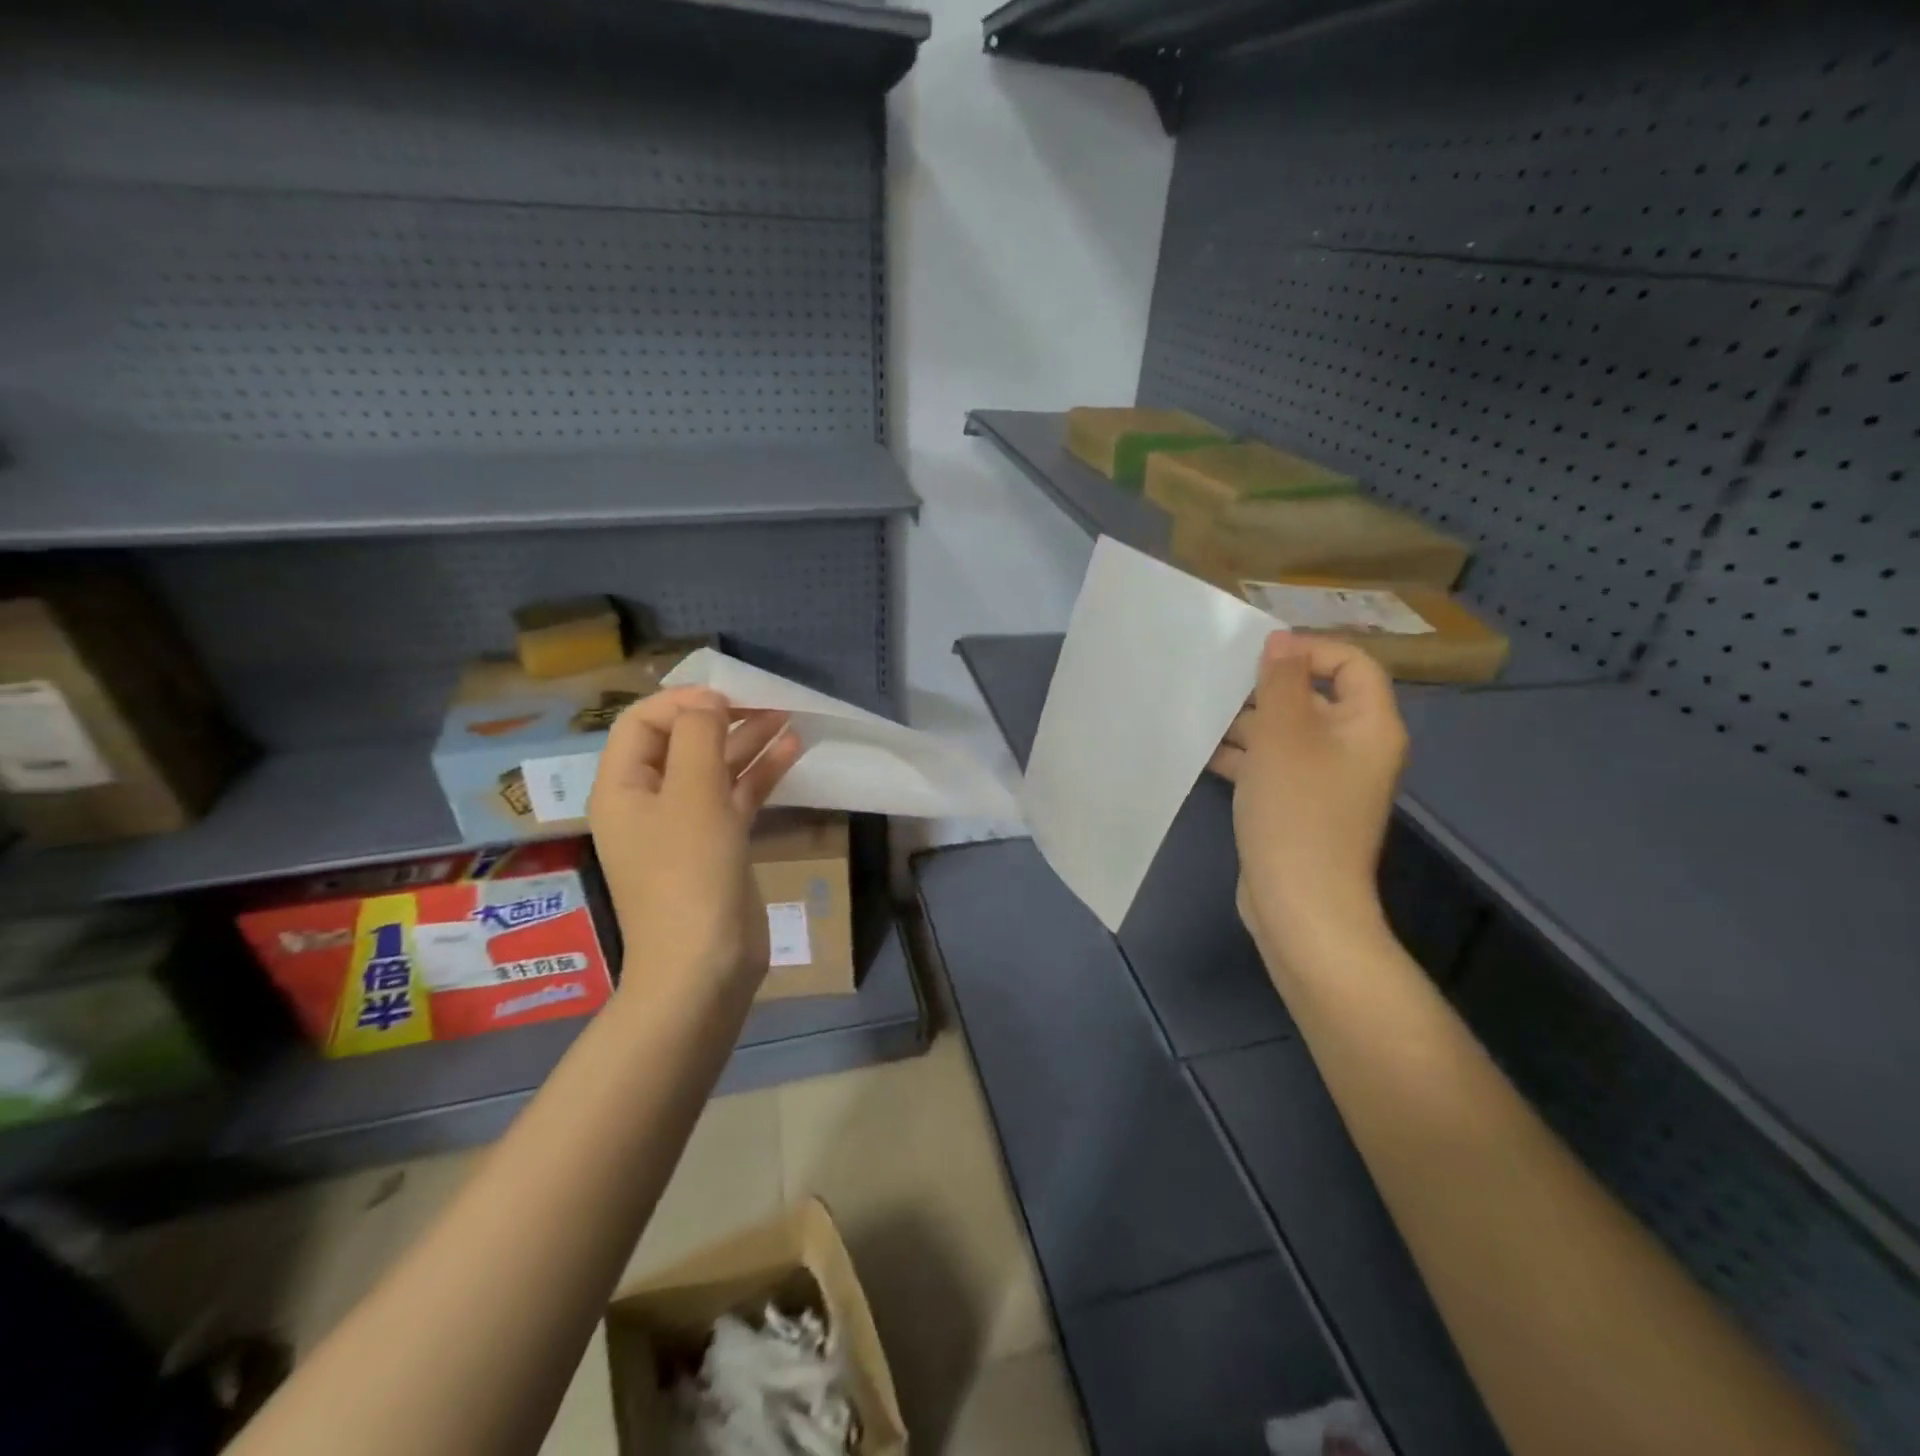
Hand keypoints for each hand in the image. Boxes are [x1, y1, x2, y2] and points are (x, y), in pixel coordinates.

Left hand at [588, 687, 802, 997]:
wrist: (705, 965)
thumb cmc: (689, 873)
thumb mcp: (692, 794)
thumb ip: (699, 737)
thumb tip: (708, 701)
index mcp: (623, 787)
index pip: (643, 723)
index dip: (683, 702)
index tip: (729, 698)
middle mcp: (649, 802)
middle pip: (682, 743)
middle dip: (724, 718)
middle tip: (767, 702)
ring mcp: (685, 827)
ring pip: (715, 769)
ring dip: (748, 742)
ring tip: (789, 717)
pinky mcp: (718, 846)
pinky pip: (736, 798)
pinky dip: (760, 775)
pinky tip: (792, 751)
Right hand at [1210, 632, 1406, 977]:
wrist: (1298, 902)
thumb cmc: (1296, 809)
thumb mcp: (1283, 734)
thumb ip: (1280, 682)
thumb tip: (1281, 641)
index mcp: (1368, 726)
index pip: (1352, 664)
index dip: (1309, 651)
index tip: (1258, 656)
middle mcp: (1353, 749)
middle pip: (1313, 699)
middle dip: (1265, 690)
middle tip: (1218, 684)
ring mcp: (1325, 782)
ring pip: (1286, 736)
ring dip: (1246, 724)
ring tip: (1200, 715)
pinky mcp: (1297, 808)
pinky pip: (1272, 768)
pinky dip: (1243, 758)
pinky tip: (1202, 752)